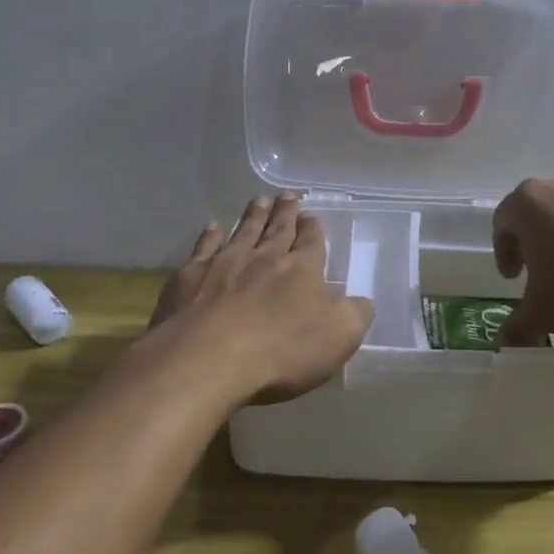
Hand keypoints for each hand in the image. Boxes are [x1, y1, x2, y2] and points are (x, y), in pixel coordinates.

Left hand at [149, 192, 373, 406]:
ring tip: (259, 200)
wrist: (207, 359)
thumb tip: (362, 301)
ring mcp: (224, 263)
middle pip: (278, 229)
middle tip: (288, 195)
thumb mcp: (338, 337)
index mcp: (302, 270)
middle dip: (285, 212)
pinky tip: (213, 227)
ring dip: (253, 215)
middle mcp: (264, 257)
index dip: (313, 229)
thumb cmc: (280, 351)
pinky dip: (210, 235)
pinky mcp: (191, 276)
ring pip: (243, 231)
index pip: (311, 242)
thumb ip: (355, 314)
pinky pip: (204, 247)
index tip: (311, 216)